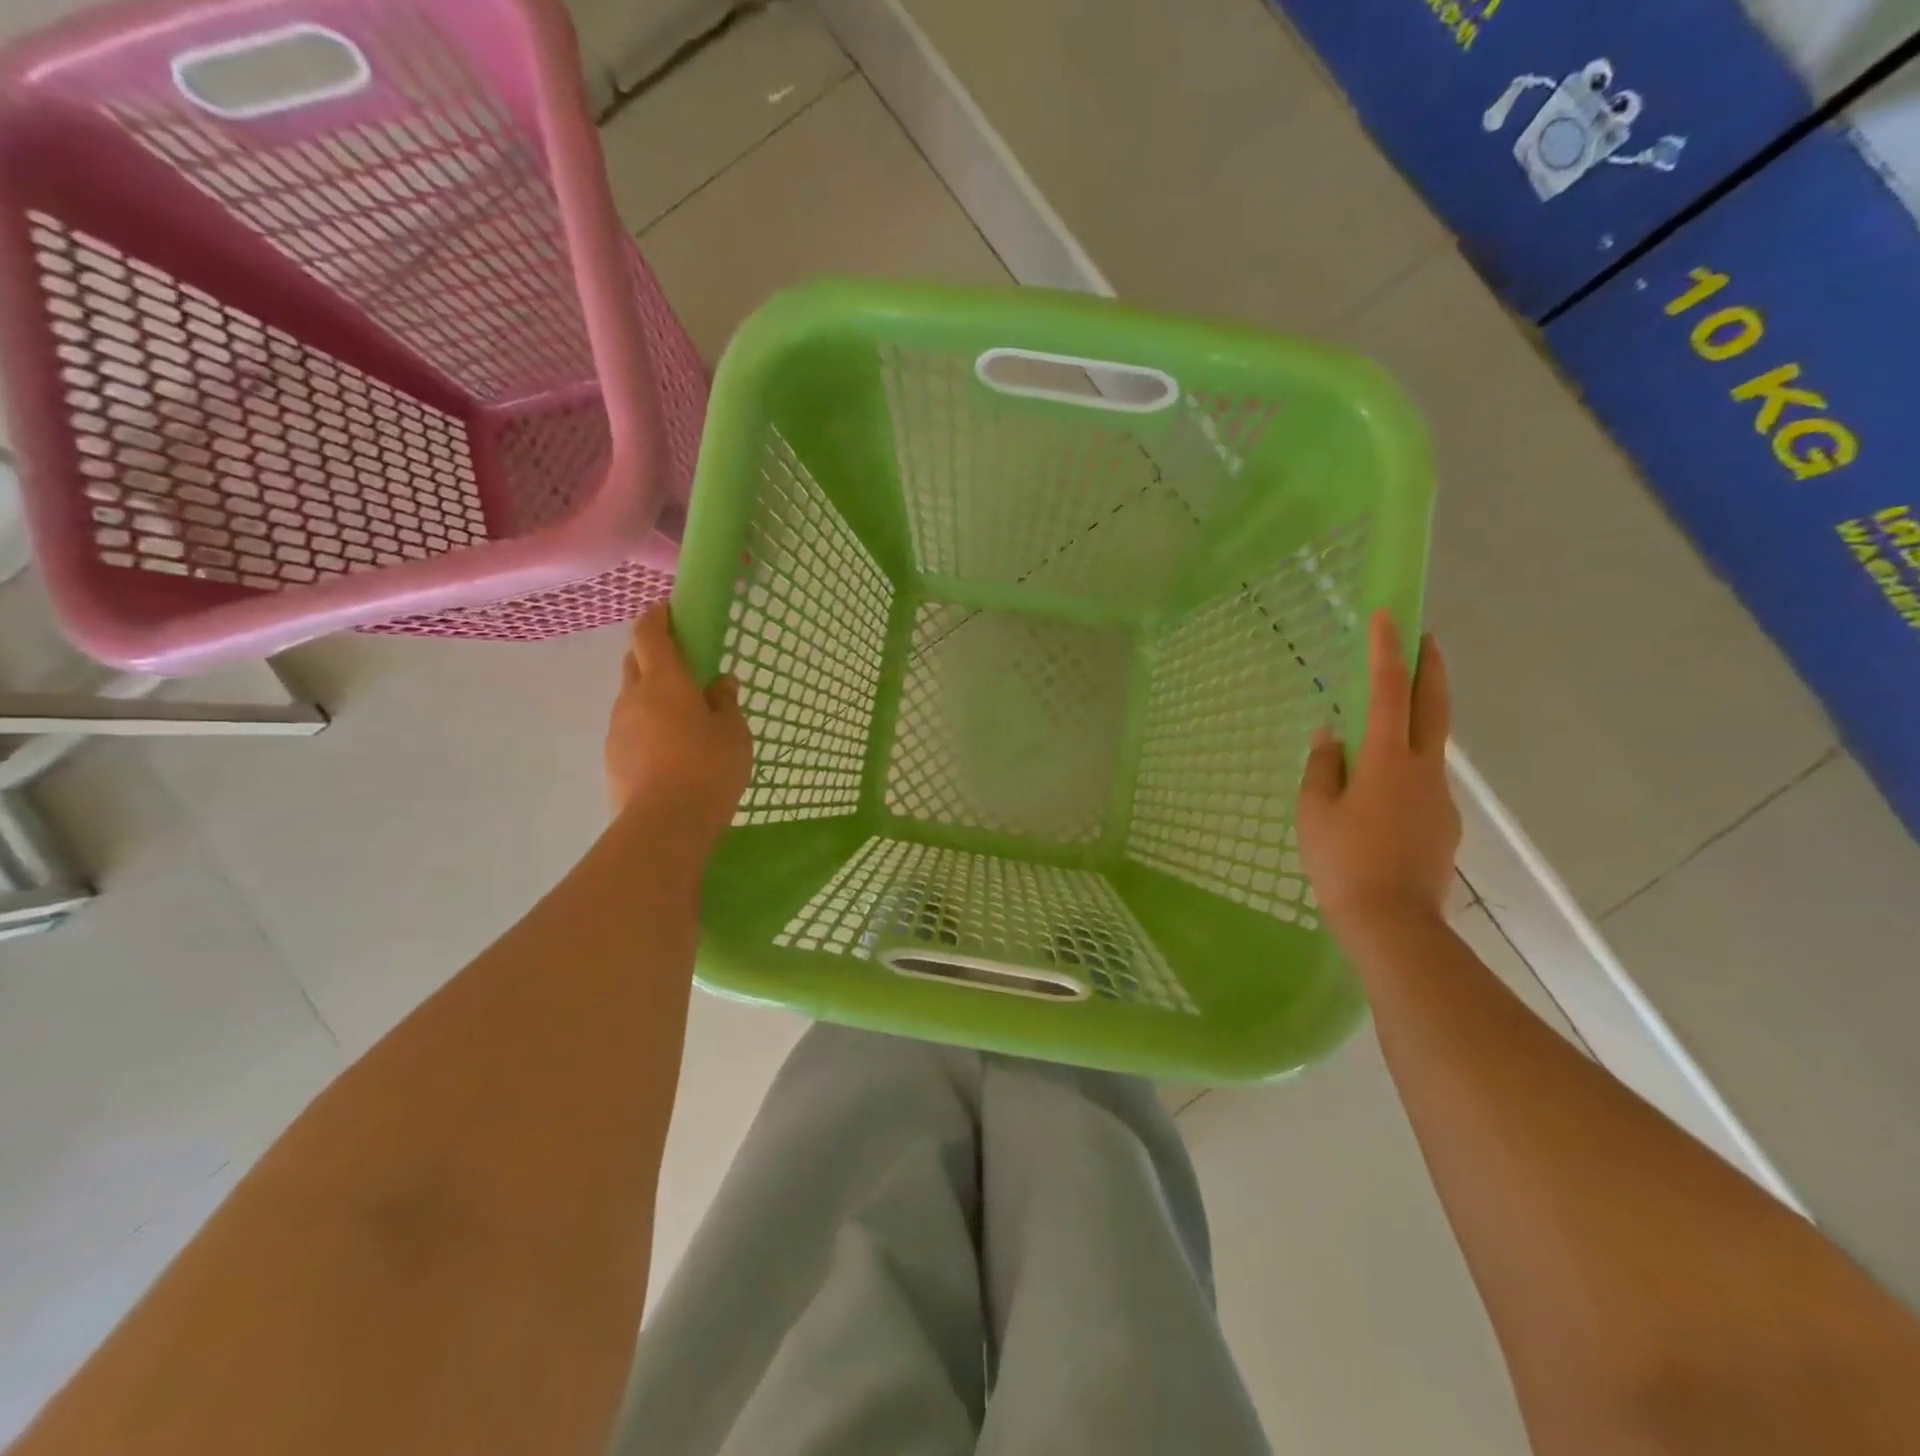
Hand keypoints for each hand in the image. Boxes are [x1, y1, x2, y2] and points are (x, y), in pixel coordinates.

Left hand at [605, 607, 752, 848]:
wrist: (664, 826)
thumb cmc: (708, 768)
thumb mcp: (734, 733)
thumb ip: (726, 703)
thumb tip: (721, 684)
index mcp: (664, 682)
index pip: (650, 633)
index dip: (657, 617)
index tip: (669, 610)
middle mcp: (632, 698)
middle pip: (634, 662)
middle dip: (653, 655)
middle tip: (683, 668)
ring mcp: (617, 730)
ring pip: (631, 699)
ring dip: (651, 697)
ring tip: (682, 720)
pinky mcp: (612, 760)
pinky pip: (630, 731)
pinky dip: (647, 729)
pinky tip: (670, 753)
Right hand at [1297, 610, 1459, 939]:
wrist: (1392, 923)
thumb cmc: (1342, 860)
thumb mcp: (1314, 810)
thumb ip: (1322, 766)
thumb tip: (1331, 736)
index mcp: (1388, 760)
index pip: (1389, 692)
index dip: (1388, 651)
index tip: (1389, 615)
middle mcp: (1424, 770)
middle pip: (1435, 707)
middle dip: (1430, 668)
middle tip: (1426, 638)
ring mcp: (1439, 798)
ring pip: (1430, 747)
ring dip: (1417, 721)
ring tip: (1386, 724)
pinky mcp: (1442, 825)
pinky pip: (1422, 783)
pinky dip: (1406, 768)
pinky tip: (1380, 794)